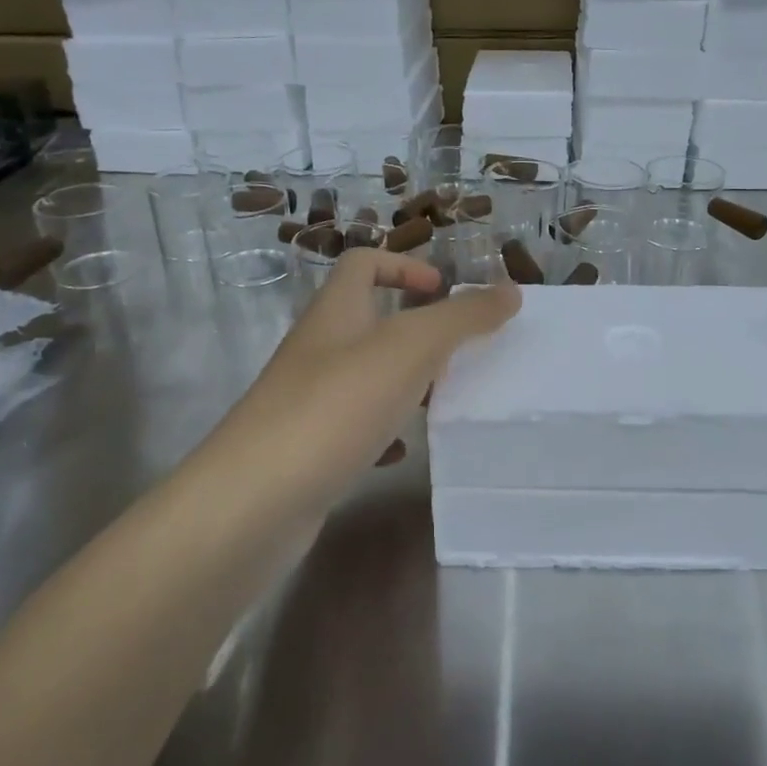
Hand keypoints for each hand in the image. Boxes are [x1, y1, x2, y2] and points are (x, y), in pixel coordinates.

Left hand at [202, 251, 519, 514]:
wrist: (255, 502)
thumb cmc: (336, 407)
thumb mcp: (410, 349)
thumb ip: (463, 317)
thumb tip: (511, 290)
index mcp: (336, 313)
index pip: (363, 263)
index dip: (405, 265)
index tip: (445, 292)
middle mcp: (318, 351)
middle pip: (368, 321)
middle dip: (416, 331)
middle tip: (460, 353)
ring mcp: (309, 402)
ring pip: (366, 377)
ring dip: (406, 383)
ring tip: (445, 400)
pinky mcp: (308, 450)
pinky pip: (354, 429)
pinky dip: (384, 433)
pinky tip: (404, 452)